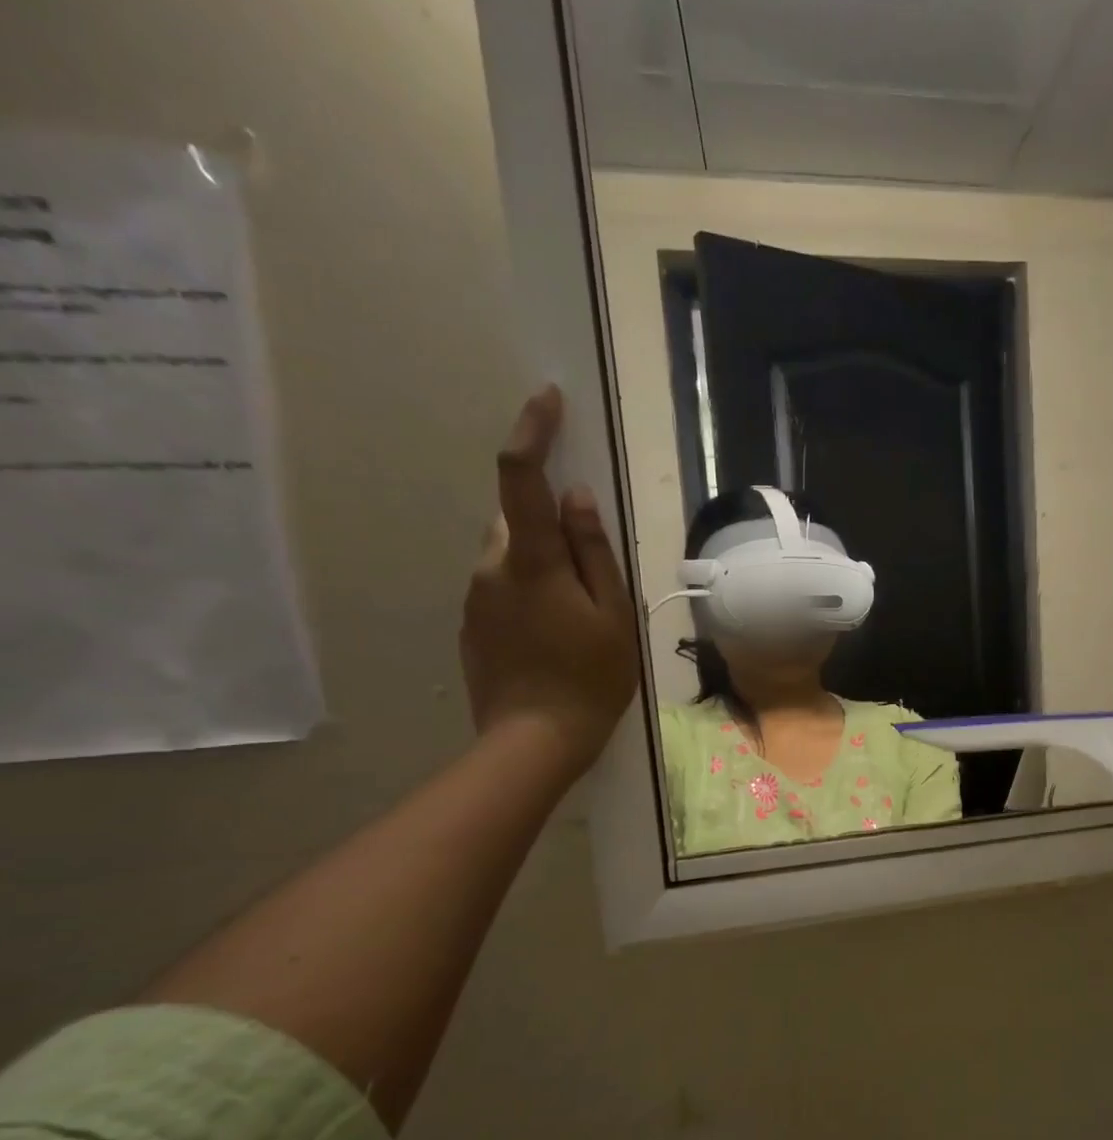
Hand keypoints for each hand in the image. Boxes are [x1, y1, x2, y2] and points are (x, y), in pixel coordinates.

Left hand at [461, 387, 639, 776]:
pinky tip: (556, 633)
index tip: (547, 399)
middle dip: (551, 522)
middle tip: (594, 569)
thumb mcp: (613, 615)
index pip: (521, 477)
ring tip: (581, 614)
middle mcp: (492, 566)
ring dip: (544, 562)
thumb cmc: (590, 677)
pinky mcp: (472, 623)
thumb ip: (595, 553)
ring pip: (510, 554)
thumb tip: (578, 497)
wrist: (533, 739)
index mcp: (532, 560)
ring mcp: (475, 596)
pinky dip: (531, 590)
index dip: (533, 431)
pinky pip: (502, 585)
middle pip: (517, 518)